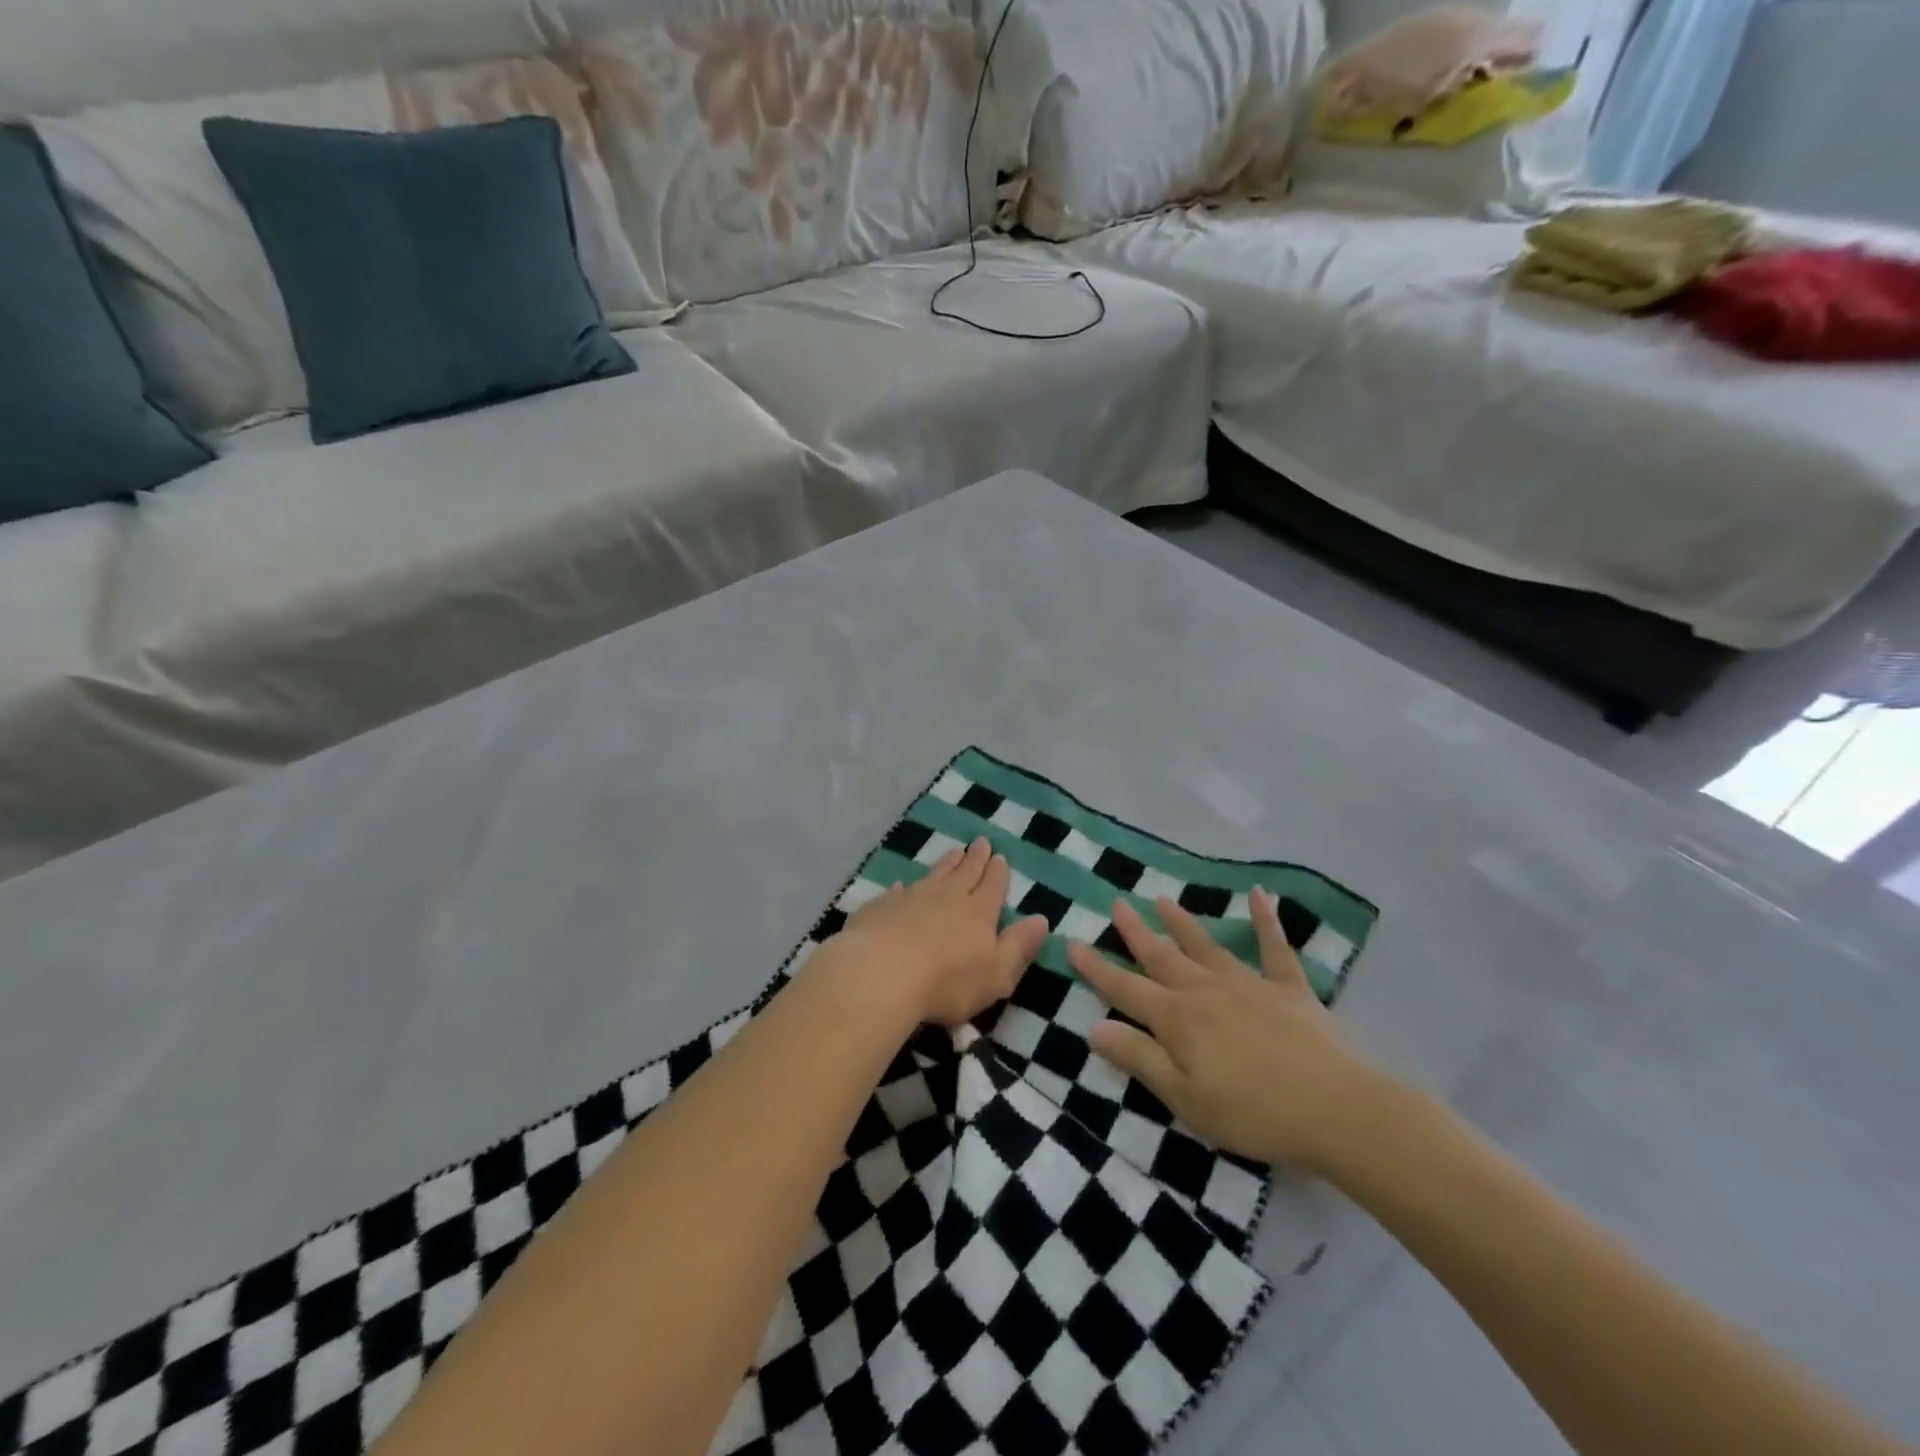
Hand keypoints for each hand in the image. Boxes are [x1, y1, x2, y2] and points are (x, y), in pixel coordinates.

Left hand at [831, 837, 1049, 1027]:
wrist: (881, 974)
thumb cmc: (947, 982)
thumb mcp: (997, 973)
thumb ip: (1019, 946)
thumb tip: (1042, 920)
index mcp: (978, 912)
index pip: (992, 886)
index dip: (998, 872)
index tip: (1000, 856)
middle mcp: (947, 897)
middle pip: (965, 872)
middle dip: (975, 858)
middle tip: (981, 841)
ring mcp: (912, 898)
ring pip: (934, 874)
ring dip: (946, 863)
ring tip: (954, 851)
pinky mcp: (882, 907)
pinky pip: (898, 891)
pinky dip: (904, 887)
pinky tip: (902, 885)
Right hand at [1066, 890, 1388, 1173]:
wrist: (1333, 1109)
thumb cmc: (1251, 1112)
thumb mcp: (1183, 1097)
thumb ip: (1138, 1058)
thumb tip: (1093, 1027)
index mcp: (1177, 1019)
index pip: (1125, 989)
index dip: (1096, 968)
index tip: (1072, 943)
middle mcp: (1205, 991)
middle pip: (1162, 956)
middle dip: (1136, 932)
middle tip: (1117, 904)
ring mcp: (1248, 984)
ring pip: (1205, 946)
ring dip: (1182, 922)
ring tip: (1162, 898)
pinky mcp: (1288, 989)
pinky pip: (1274, 947)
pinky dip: (1266, 920)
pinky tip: (1260, 894)